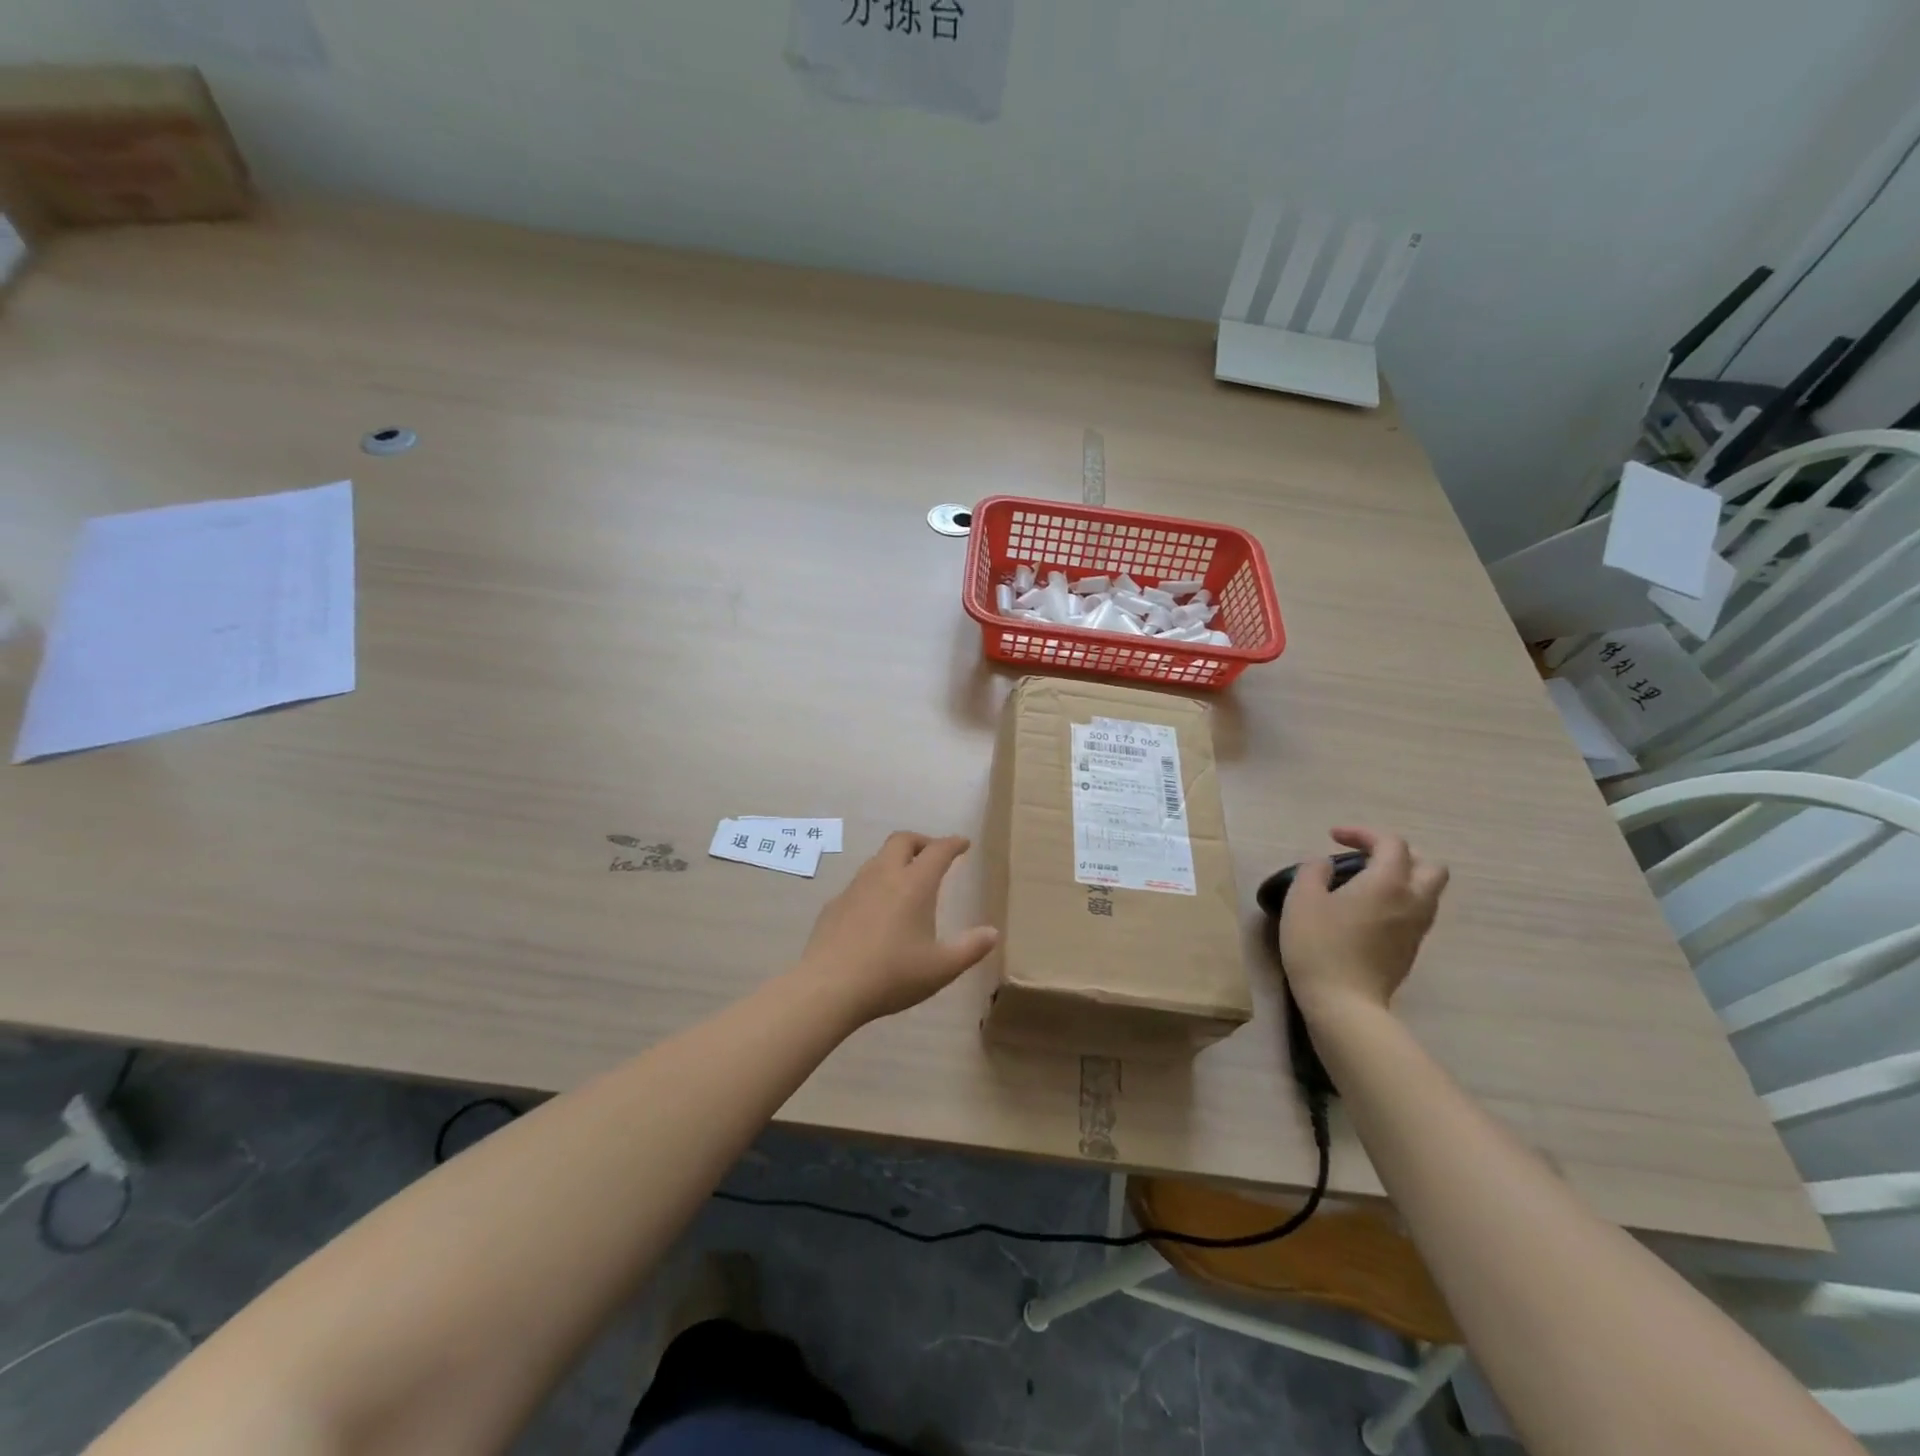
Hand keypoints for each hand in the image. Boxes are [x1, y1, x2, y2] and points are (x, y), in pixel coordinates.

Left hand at [795, 832, 998, 1024]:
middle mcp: (883, 876)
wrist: (829, 988)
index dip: (953, 844)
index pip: (937, 850)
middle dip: (922, 841)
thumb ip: (970, 948)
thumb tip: (992, 933)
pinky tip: (876, 911)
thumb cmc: (892, 975)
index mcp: (914, 884)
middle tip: (934, 856)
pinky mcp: (834, 905)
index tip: (963, 844)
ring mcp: (855, 888)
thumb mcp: (941, 968)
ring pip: (878, 859)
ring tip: (907, 882)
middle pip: (902, 840)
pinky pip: (859, 883)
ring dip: (896, 861)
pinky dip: (875, 885)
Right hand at [1278, 827, 1448, 1024]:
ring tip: (1365, 883)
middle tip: (1365, 858)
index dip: (1363, 833)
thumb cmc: (1319, 945)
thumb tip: (1324, 863)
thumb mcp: (1302, 899)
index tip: (1333, 838)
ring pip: (1427, 891)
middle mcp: (1412, 901)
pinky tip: (1367, 911)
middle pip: (1430, 865)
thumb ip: (1313, 871)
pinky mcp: (1411, 950)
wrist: (1344, 1003)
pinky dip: (1398, 901)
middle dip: (1399, 855)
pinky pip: (1416, 912)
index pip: (1391, 843)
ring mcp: (1416, 928)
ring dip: (1403, 879)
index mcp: (1388, 882)